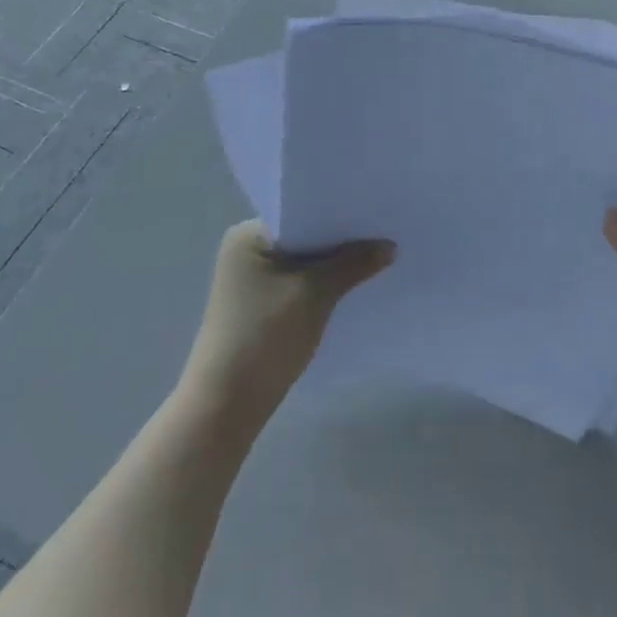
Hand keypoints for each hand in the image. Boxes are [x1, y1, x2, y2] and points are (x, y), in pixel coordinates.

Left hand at [180, 220, 393, 425]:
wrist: (227, 405)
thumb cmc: (264, 336)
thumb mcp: (315, 294)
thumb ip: (353, 264)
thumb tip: (390, 246)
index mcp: (248, 235)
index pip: (301, 211)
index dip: (338, 213)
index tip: (375, 212)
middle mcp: (246, 250)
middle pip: (304, 236)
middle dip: (340, 240)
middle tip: (384, 233)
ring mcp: (251, 280)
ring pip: (304, 262)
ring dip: (333, 264)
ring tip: (376, 257)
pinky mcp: (260, 306)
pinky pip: (299, 283)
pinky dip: (322, 284)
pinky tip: (352, 287)